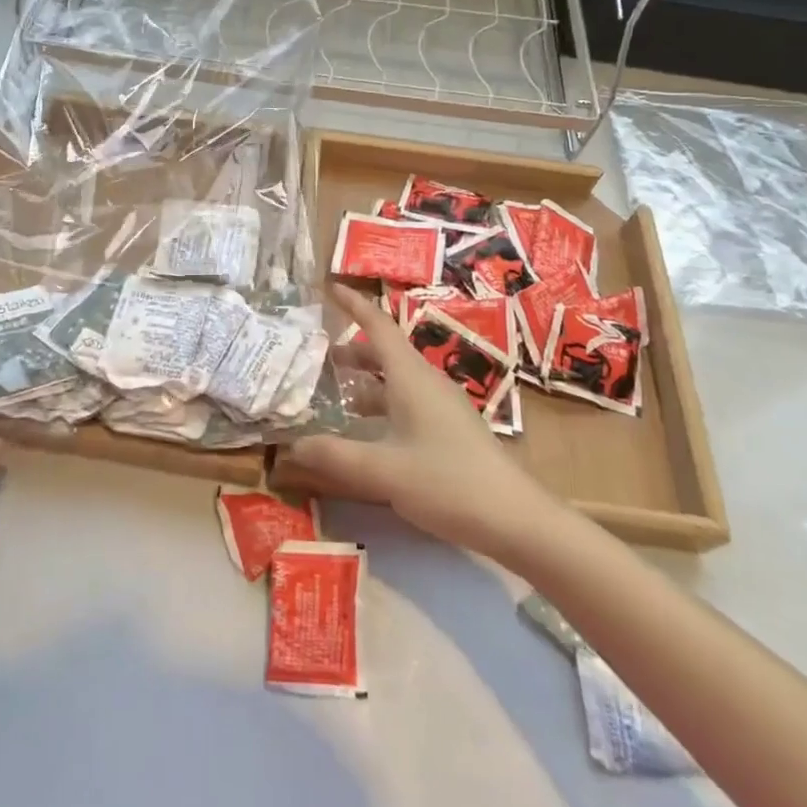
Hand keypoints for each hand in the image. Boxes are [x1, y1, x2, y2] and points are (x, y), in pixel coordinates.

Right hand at [286, 284, 548, 562]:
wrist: (515, 519)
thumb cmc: (447, 482)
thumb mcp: (382, 470)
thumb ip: (334, 455)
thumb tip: (291, 444)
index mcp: (410, 377)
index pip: (377, 325)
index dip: (353, 304)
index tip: (330, 288)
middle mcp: (426, 382)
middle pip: (386, 352)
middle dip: (353, 348)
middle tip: (319, 355)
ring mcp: (442, 406)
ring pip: (397, 379)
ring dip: (368, 380)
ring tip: (337, 393)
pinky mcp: (450, 429)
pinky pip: (408, 401)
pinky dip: (383, 404)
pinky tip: (369, 431)